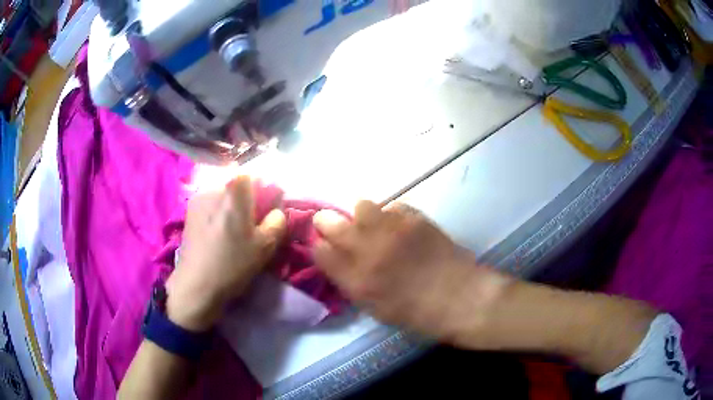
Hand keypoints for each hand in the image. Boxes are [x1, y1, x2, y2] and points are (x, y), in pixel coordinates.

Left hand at [166, 176, 285, 331]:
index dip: (263, 188)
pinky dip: (218, 213)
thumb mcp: (266, 245)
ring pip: (223, 194)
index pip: (254, 174)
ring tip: (234, 231)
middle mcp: (213, 187)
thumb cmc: (233, 263)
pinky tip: (219, 235)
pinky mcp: (189, 212)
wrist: (196, 284)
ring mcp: (198, 198)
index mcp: (233, 191)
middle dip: (247, 199)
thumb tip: (276, 211)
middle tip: (252, 223)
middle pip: (237, 184)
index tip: (266, 208)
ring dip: (232, 206)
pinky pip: (211, 204)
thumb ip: (277, 221)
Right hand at [313, 201, 512, 346]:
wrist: (459, 297)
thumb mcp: (375, 309)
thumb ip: (351, 283)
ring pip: (361, 206)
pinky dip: (392, 217)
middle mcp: (366, 251)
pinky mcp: (414, 218)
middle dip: (328, 223)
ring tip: (376, 228)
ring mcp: (391, 230)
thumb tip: (338, 260)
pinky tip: (402, 229)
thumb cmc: (417, 314)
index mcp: (355, 281)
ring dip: (363, 217)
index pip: (319, 251)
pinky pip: (392, 207)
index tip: (327, 248)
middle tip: (338, 228)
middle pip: (328, 221)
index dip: (320, 247)